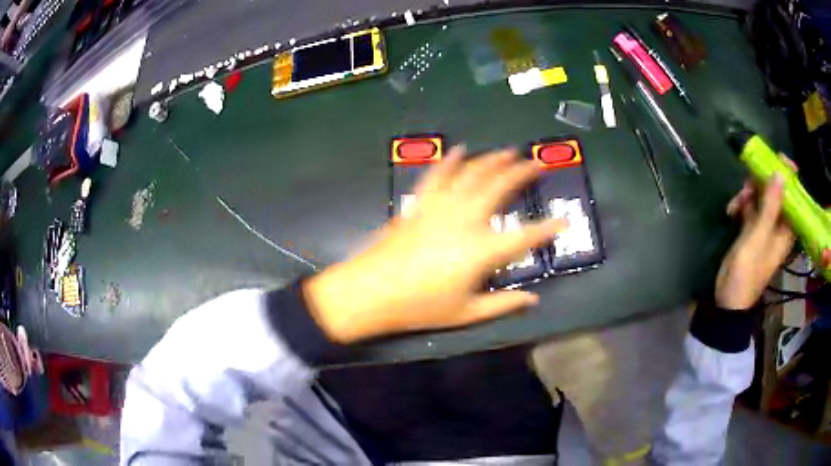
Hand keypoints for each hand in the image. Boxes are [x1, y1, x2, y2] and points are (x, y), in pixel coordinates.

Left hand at [303, 146, 567, 342]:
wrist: (371, 292)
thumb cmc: (420, 307)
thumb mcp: (466, 313)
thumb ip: (502, 304)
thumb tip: (532, 299)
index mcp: (482, 251)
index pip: (525, 236)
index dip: (548, 229)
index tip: (565, 222)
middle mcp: (466, 220)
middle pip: (499, 188)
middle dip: (521, 172)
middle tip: (537, 162)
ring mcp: (441, 207)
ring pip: (472, 174)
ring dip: (492, 160)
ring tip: (508, 151)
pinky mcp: (420, 203)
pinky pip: (438, 176)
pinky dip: (451, 161)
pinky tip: (460, 150)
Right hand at [715, 173, 794, 309]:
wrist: (728, 298)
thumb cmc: (748, 271)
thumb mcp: (759, 237)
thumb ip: (771, 206)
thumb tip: (780, 173)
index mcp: (786, 230)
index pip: (793, 197)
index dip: (787, 177)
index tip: (777, 159)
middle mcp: (778, 226)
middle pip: (775, 193)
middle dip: (761, 184)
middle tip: (749, 181)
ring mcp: (764, 227)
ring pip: (760, 197)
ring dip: (748, 194)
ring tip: (736, 203)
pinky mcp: (751, 229)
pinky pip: (749, 207)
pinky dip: (741, 204)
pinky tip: (730, 210)